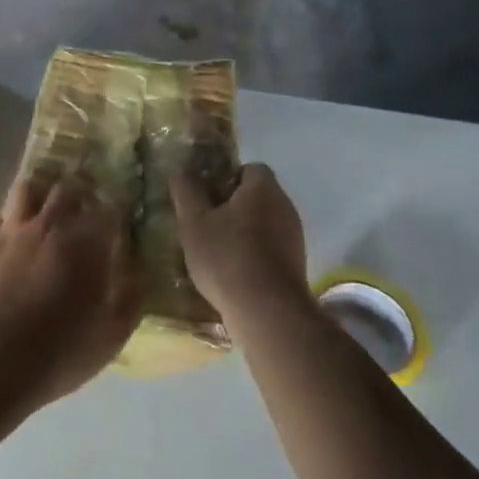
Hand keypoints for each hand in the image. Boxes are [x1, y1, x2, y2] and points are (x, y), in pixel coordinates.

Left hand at [0, 175, 143, 409]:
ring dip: (39, 194)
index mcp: (87, 243)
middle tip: (83, 213)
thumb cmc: (58, 351)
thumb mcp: (111, 336)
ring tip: (44, 210)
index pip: (110, 209)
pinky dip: (2, 224)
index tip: (119, 225)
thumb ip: (130, 298)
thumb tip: (138, 275)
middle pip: (68, 189)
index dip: (117, 213)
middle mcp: (50, 225)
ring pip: (26, 188)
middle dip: (79, 196)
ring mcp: (10, 231)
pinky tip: (5, 239)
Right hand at [171, 163, 309, 319]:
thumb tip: (181, 171)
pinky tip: (234, 272)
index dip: (225, 178)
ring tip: (216, 252)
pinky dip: (254, 253)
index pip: (249, 168)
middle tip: (206, 225)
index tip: (206, 199)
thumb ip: (187, 192)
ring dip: (243, 231)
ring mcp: (294, 235)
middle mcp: (285, 206)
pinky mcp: (296, 263)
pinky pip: (271, 246)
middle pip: (257, 195)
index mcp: (263, 188)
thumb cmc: (226, 257)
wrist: (266, 310)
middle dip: (232, 206)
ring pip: (264, 222)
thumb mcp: (194, 222)